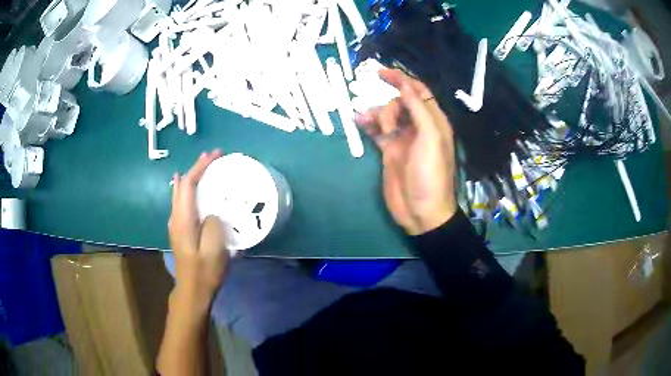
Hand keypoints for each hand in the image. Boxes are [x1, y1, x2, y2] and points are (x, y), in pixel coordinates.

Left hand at [168, 150, 227, 301]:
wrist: (192, 290)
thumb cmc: (205, 270)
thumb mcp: (214, 248)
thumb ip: (213, 223)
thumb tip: (211, 213)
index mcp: (183, 219)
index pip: (189, 184)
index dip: (201, 166)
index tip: (216, 154)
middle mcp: (176, 217)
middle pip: (181, 185)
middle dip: (196, 168)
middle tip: (211, 158)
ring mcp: (176, 224)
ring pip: (180, 193)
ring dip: (192, 178)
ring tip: (205, 169)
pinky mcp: (180, 231)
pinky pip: (182, 202)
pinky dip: (190, 190)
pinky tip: (194, 192)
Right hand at [357, 69, 456, 234]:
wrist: (421, 210)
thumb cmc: (430, 174)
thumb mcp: (430, 138)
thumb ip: (418, 109)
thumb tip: (404, 86)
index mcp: (433, 121)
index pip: (417, 92)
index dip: (401, 79)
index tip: (380, 72)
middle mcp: (418, 126)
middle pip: (400, 102)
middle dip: (389, 106)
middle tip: (388, 125)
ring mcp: (403, 138)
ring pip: (386, 115)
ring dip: (377, 115)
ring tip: (371, 126)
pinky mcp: (389, 150)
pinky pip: (376, 130)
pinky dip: (368, 124)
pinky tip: (359, 123)